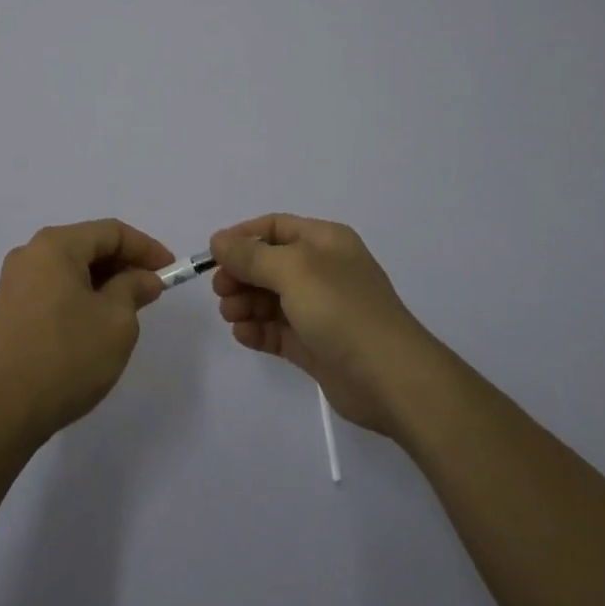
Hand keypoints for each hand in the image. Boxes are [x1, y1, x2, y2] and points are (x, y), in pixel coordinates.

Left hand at [0, 219, 174, 449]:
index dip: (145, 248)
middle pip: (88, 246)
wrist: (1, 411)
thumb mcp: (116, 322)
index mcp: (56, 245)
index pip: (111, 232)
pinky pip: (53, 288)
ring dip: (102, 282)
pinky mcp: (8, 309)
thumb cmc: (66, 357)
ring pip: (70, 269)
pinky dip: (80, 296)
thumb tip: (143, 278)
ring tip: (127, 310)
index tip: (170, 271)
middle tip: (151, 292)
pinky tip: (94, 323)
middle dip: (123, 265)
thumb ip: (134, 289)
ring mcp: (14, 281)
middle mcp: (30, 253)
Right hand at [210, 213, 440, 437]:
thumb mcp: (293, 269)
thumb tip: (218, 240)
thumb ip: (251, 255)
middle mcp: (322, 270)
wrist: (390, 378)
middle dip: (241, 274)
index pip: (275, 227)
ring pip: (271, 298)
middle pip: (269, 264)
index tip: (214, 255)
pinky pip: (278, 330)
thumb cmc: (341, 308)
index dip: (243, 237)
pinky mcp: (316, 346)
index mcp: (325, 241)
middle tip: (220, 291)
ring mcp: (320, 310)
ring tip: (230, 315)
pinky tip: (243, 334)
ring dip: (245, 303)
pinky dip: (258, 330)